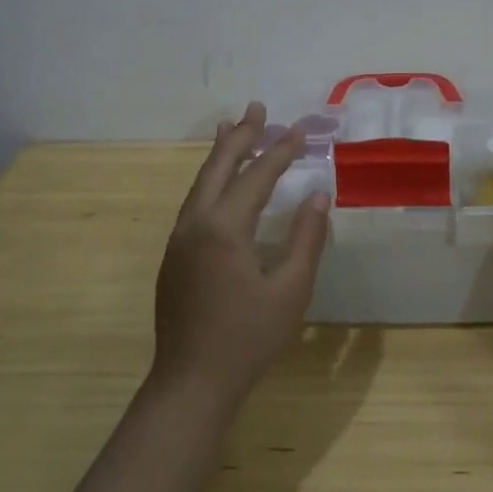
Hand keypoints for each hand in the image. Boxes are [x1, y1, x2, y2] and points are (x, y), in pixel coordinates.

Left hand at [152, 102, 330, 405]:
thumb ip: (307, 238)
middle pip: (219, 166)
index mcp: (225, 227)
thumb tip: (318, 194)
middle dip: (241, 135)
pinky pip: (194, 202)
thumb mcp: (291, 290)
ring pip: (201, 182)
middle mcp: (196, 222)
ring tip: (232, 128)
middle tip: (258, 108)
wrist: (190, 383)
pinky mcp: (173, 255)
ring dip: (221, 154)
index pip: (257, 176)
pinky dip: (210, 180)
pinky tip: (219, 183)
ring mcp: (179, 238)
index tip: (300, 130)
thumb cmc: (247, 338)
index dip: (281, 151)